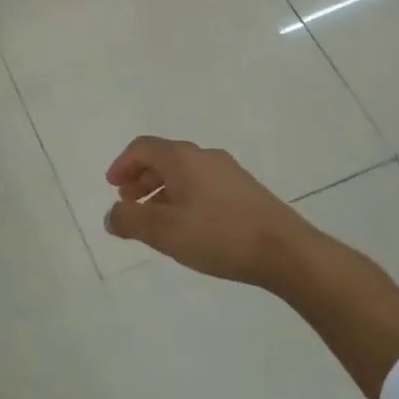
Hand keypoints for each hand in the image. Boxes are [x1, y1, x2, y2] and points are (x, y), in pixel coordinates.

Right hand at [104, 137, 313, 287]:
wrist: (286, 252)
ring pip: (184, 173)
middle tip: (128, 204)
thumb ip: (130, 220)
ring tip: (154, 219)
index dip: (122, 165)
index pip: (142, 147)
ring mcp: (229, 173)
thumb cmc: (219, 235)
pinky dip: (183, 197)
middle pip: (163, 158)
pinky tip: (187, 226)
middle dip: (140, 178)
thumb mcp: (164, 231)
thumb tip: (111, 215)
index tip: (113, 188)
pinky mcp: (245, 191)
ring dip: (161, 190)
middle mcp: (205, 156)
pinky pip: (202, 185)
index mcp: (183, 158)